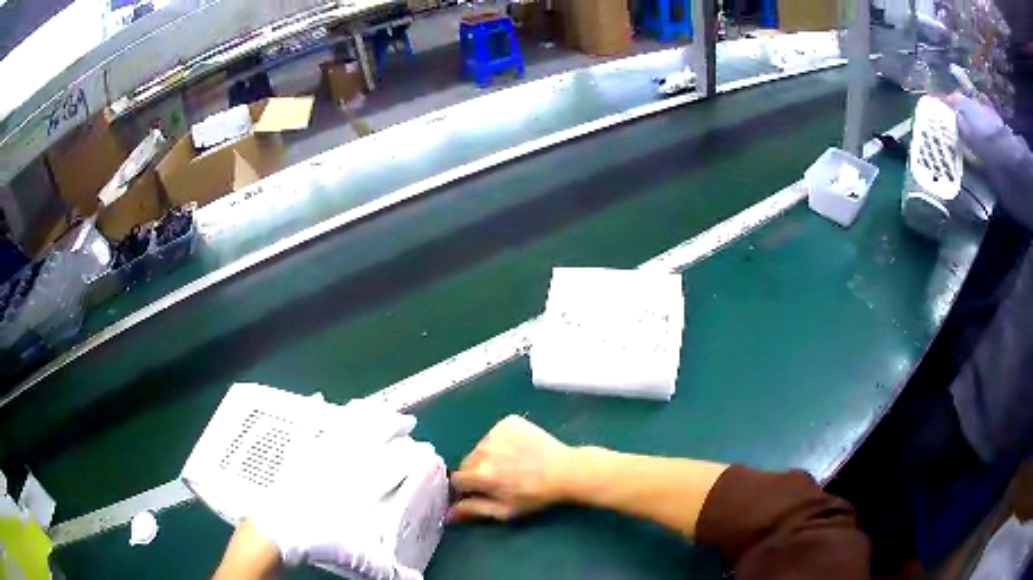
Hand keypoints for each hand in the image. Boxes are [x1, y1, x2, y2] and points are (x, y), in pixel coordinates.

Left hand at [250, 398, 427, 579]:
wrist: (278, 529)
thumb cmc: (318, 539)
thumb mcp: (356, 555)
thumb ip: (386, 566)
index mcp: (360, 485)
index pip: (392, 463)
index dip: (411, 455)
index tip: (425, 449)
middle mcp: (343, 464)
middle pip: (371, 435)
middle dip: (392, 425)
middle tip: (406, 420)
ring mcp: (319, 454)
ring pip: (345, 426)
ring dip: (362, 414)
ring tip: (374, 406)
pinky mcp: (300, 453)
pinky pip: (311, 427)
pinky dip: (317, 413)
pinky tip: (320, 400)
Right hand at [449, 415, 574, 521]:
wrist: (566, 470)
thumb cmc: (535, 495)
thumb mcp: (505, 510)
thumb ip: (474, 510)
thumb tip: (447, 514)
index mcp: (480, 474)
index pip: (457, 480)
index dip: (468, 488)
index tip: (482, 491)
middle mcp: (482, 450)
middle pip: (467, 462)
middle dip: (477, 471)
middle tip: (499, 479)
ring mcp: (495, 432)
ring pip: (481, 447)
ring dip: (489, 456)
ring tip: (512, 464)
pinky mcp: (508, 421)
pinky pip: (495, 434)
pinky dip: (501, 441)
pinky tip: (519, 449)